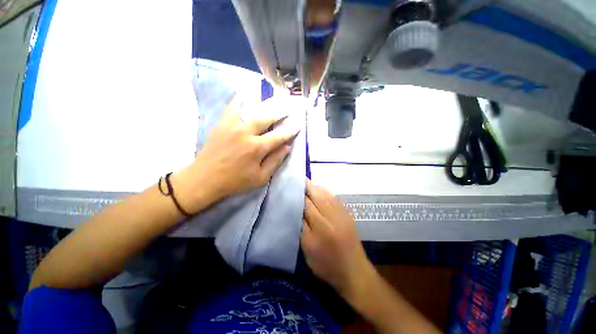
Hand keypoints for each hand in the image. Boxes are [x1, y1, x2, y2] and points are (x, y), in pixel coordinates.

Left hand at [174, 97, 299, 213]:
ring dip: (265, 104)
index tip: (298, 124)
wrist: (205, 178)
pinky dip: (239, 99)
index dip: (290, 130)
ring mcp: (232, 126)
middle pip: (267, 118)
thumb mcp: (260, 177)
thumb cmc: (235, 181)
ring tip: (273, 99)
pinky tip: (245, 94)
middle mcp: (246, 133)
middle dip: (280, 112)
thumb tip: (287, 147)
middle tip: (289, 106)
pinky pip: (232, 107)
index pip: (279, 136)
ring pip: (252, 109)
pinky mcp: (222, 124)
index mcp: (257, 148)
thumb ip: (275, 161)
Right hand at [301, 179, 375, 297]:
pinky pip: (334, 198)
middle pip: (316, 197)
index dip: (298, 196)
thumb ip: (301, 228)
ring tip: (306, 182)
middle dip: (306, 188)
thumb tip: (296, 209)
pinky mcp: (347, 214)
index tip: (290, 189)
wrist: (354, 271)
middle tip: (297, 182)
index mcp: (320, 230)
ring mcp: (341, 214)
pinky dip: (325, 191)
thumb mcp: (307, 250)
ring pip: (325, 195)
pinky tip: (319, 189)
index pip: (306, 206)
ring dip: (315, 187)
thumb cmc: (327, 265)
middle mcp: (331, 218)